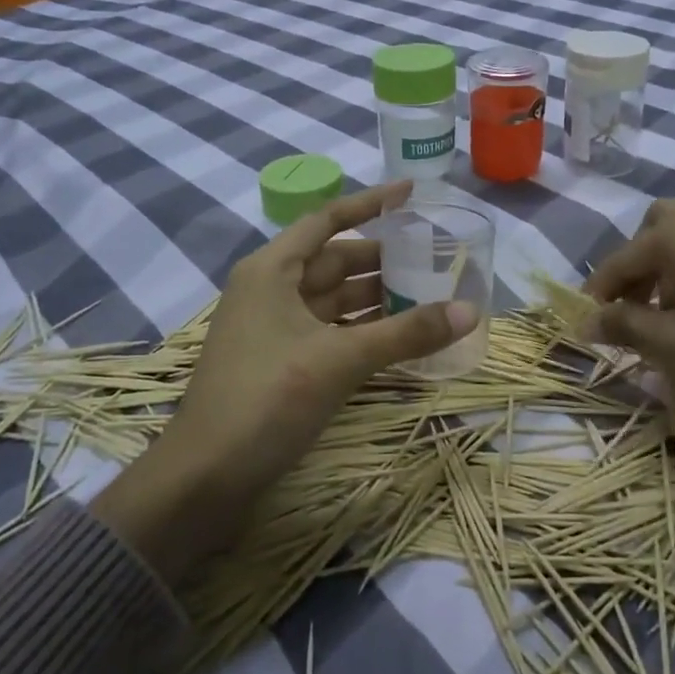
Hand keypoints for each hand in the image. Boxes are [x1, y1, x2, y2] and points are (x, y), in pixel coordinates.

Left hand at [93, 181, 477, 579]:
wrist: (203, 479)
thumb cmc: (265, 399)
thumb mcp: (339, 361)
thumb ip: (405, 333)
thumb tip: (471, 311)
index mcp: (272, 269)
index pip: (328, 220)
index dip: (370, 204)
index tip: (412, 194)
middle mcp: (271, 289)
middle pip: (335, 261)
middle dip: (383, 259)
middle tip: (435, 258)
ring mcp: (274, 327)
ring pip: (334, 300)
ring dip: (377, 298)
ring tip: (429, 295)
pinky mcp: (280, 361)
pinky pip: (330, 331)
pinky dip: (362, 331)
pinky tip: (399, 338)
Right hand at [583, 200, 674, 501]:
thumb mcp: (673, 346)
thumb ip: (624, 326)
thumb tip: (587, 322)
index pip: (621, 259)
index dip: (600, 292)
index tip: (588, 322)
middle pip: (656, 230)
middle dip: (637, 265)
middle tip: (634, 307)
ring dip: (668, 267)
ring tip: (671, 315)